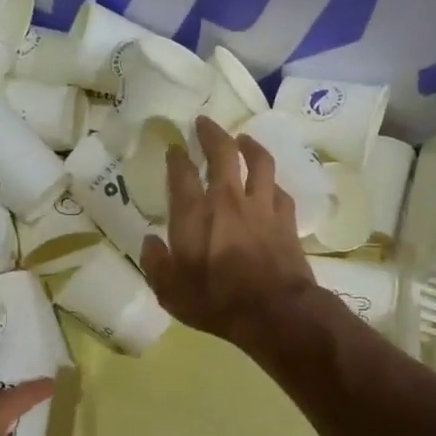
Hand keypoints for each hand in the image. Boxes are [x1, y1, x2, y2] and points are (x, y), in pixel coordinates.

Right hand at [141, 114, 315, 347]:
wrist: (274, 312)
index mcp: (193, 214)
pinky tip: (270, 184)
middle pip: (222, 153)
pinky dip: (271, 183)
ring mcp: (260, 207)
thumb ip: (156, 264)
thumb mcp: (170, 292)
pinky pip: (279, 190)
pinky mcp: (286, 219)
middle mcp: (227, 200)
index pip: (182, 173)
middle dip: (211, 133)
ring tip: (243, 139)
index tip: (174, 147)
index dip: (176, 156)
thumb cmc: (216, 302)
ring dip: (250, 146)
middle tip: (205, 123)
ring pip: (258, 162)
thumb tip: (150, 242)